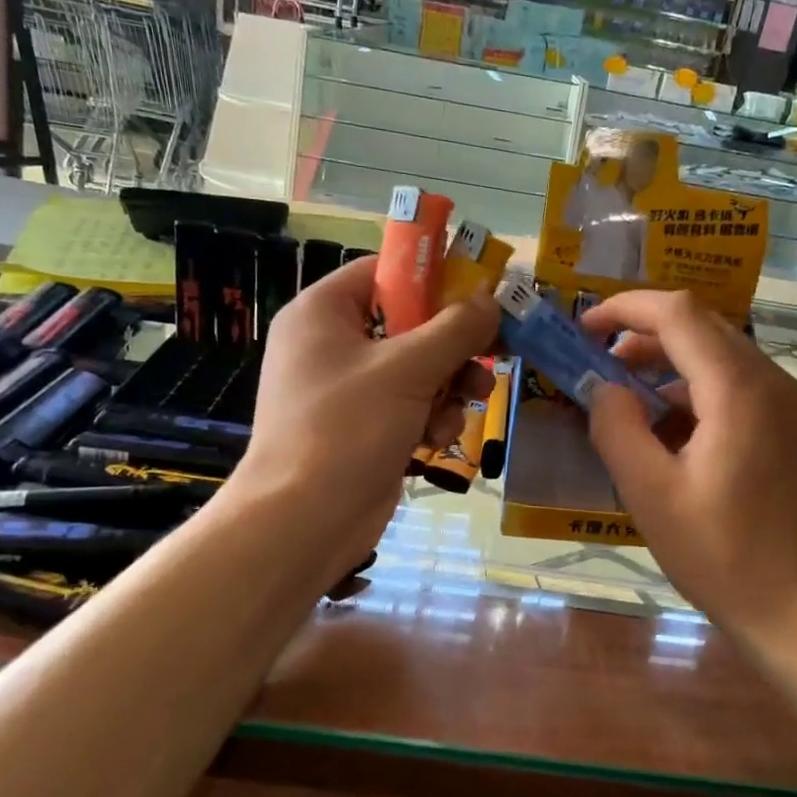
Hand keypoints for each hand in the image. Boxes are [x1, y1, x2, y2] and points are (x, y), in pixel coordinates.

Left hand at [230, 258, 496, 560]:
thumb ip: (455, 330)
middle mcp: (331, 345)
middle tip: (491, 353)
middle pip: (408, 325)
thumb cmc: (347, 428)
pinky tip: (436, 441)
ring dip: (448, 387)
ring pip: (416, 370)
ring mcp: (345, 390)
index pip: (383, 274)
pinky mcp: (361, 429)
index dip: (433, 280)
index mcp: (323, 313)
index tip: (478, 294)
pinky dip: (428, 419)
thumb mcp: (407, 369)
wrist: (304, 521)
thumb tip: (491, 303)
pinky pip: (407, 407)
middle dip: (452, 347)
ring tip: (468, 404)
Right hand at [579, 291, 796, 650]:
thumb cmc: (722, 557)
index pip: (678, 314)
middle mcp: (773, 383)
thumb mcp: (650, 494)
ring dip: (669, 366)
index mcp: (739, 390)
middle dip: (645, 336)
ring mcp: (791, 406)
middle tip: (599, 366)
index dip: (625, 308)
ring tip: (627, 404)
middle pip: (703, 328)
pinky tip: (670, 433)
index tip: (584, 328)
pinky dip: (696, 392)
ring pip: (721, 357)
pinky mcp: (795, 429)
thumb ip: (616, 428)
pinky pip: (739, 387)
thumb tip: (602, 387)